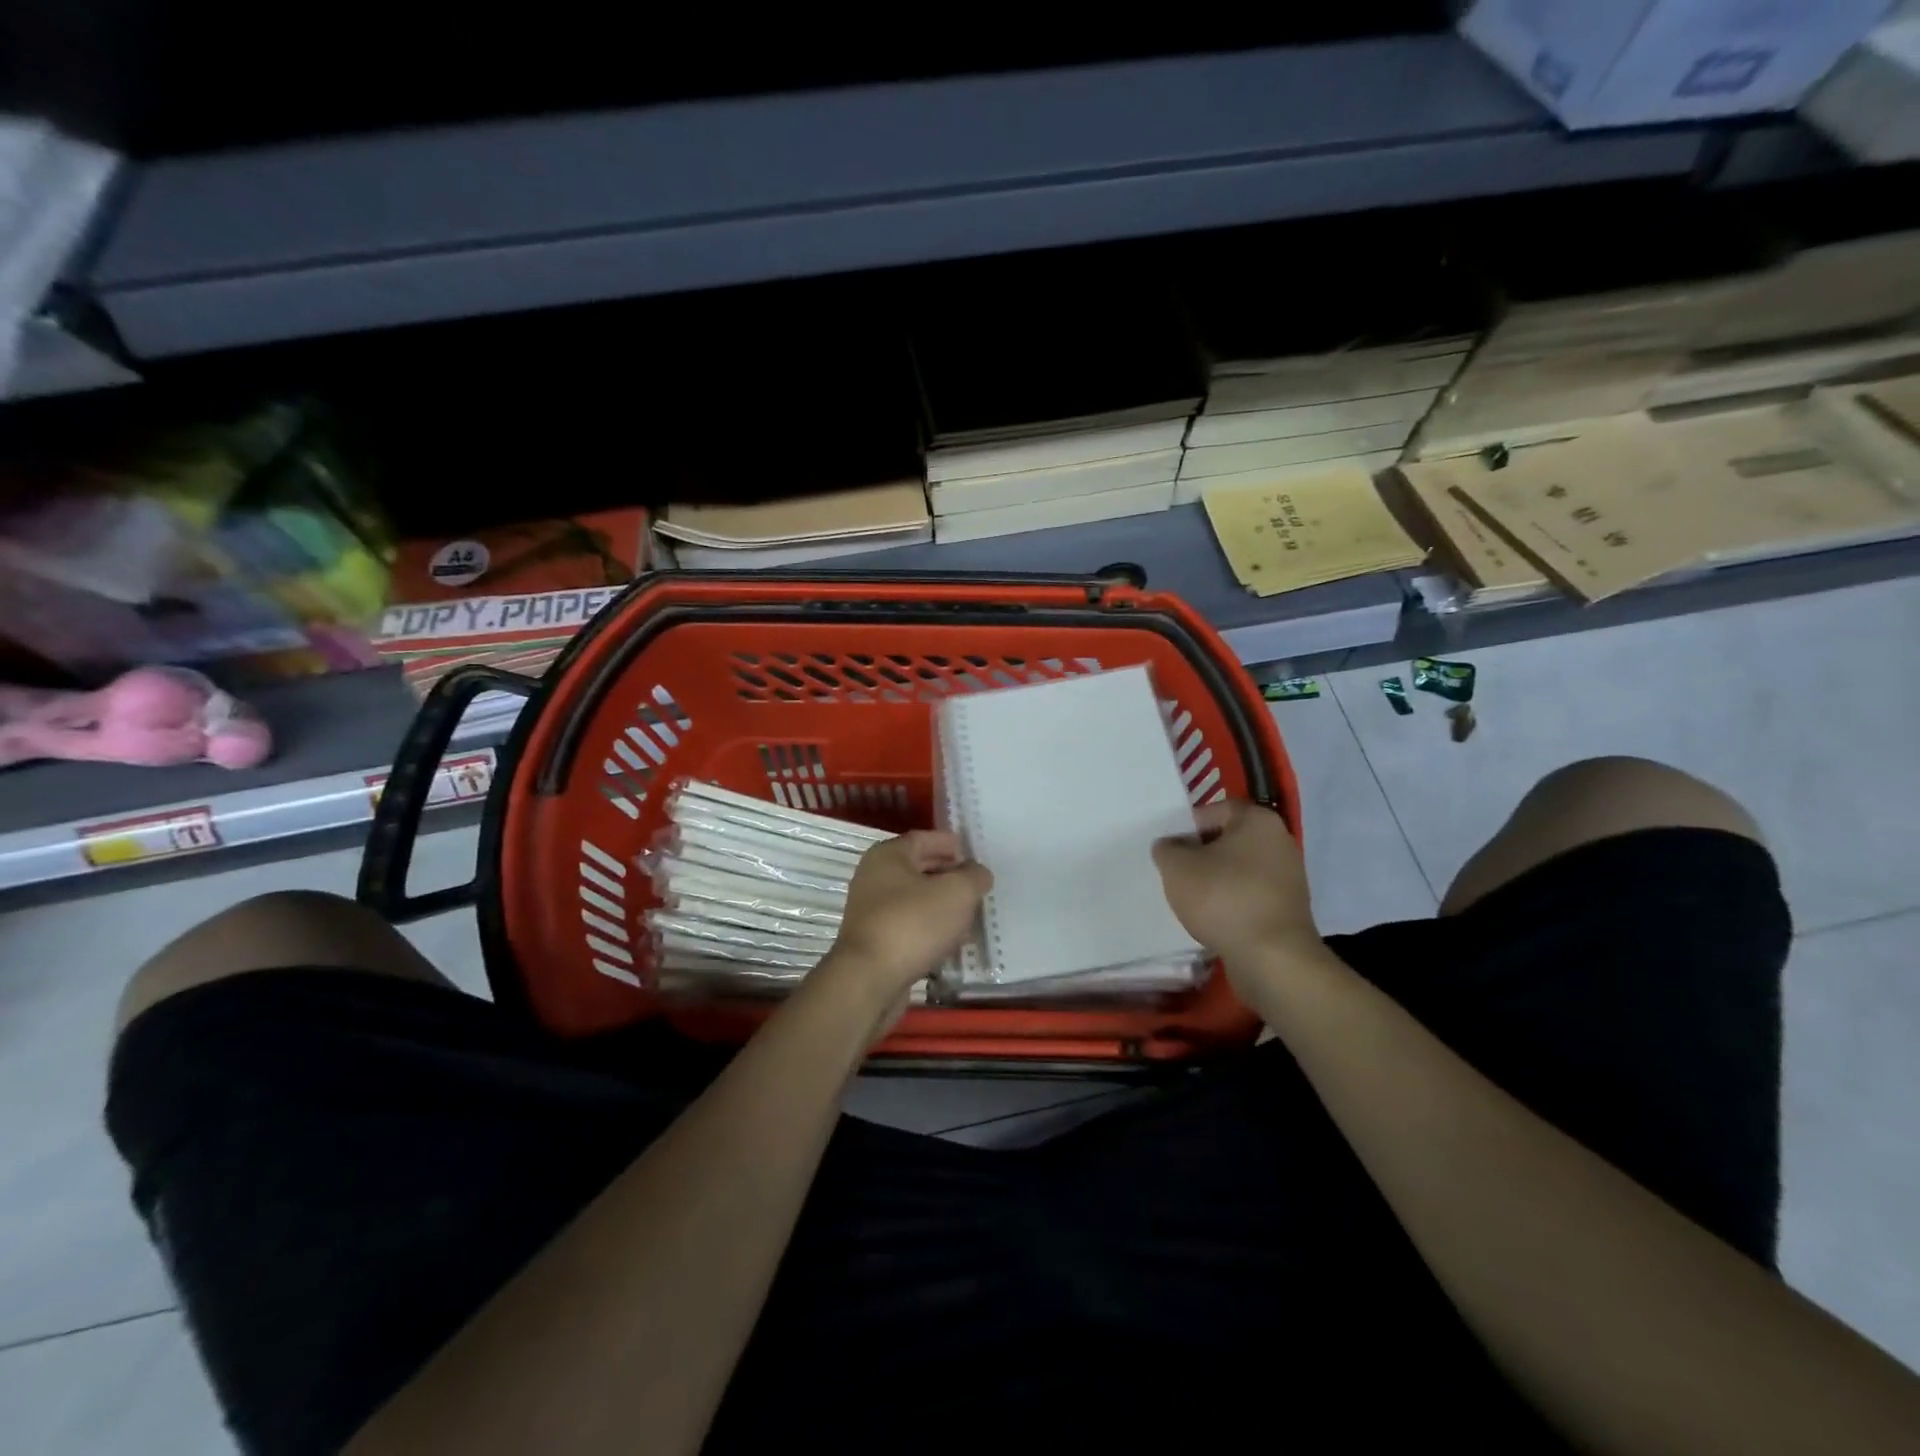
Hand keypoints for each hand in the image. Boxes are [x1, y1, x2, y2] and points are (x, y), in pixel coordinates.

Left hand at [821, 830, 991, 1002]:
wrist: (870, 980)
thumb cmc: (913, 923)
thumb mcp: (957, 892)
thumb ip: (974, 876)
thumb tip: (978, 874)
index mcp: (888, 856)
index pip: (923, 839)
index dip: (950, 844)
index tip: (974, 855)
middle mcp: (875, 878)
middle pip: (920, 869)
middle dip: (950, 876)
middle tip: (977, 886)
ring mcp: (873, 912)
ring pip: (917, 900)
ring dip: (944, 906)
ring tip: (972, 915)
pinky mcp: (877, 941)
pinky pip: (911, 926)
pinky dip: (932, 929)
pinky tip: (954, 942)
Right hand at [1152, 800, 1319, 974]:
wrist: (1272, 958)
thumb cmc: (1223, 899)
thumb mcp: (1177, 867)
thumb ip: (1167, 849)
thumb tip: (1170, 846)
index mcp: (1258, 820)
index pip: (1215, 810)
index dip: (1187, 826)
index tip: (1169, 848)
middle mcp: (1280, 841)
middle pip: (1228, 840)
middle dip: (1200, 854)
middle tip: (1176, 872)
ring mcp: (1288, 876)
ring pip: (1239, 869)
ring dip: (1215, 880)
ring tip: (1191, 898)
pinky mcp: (1288, 907)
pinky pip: (1250, 894)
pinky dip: (1231, 902)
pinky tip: (1213, 918)